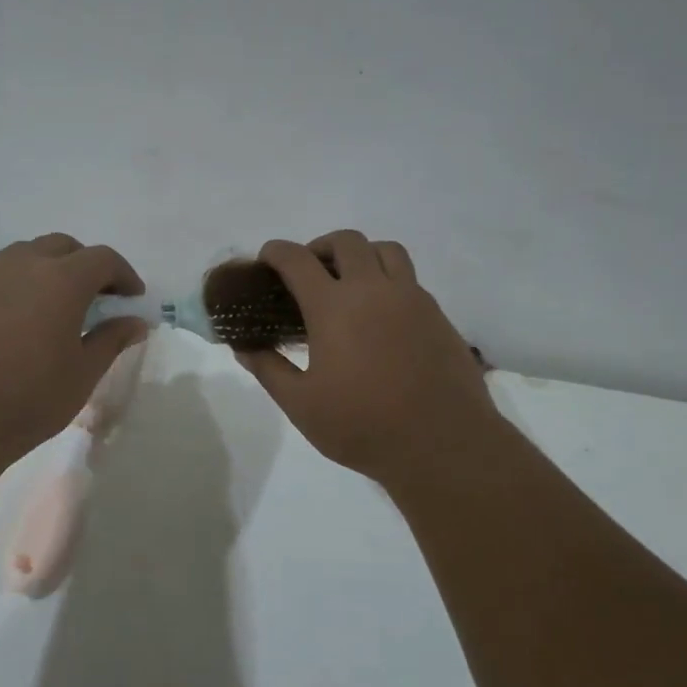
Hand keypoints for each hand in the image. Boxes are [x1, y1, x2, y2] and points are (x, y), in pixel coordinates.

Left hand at [0, 234, 148, 466]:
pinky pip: (0, 273)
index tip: (133, 298)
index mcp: (62, 280)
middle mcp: (24, 265)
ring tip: (60, 303)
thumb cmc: (27, 398)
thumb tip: (135, 322)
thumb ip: (110, 341)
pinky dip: (21, 282)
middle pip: (63, 246)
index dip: (124, 275)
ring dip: (51, 267)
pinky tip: (22, 316)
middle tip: (100, 297)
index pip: (103, 259)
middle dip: (87, 265)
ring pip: (28, 254)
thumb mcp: (81, 374)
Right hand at [235, 231, 504, 489]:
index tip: (266, 259)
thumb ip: (269, 370)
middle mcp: (374, 290)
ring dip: (360, 254)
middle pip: (346, 242)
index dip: (277, 252)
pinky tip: (380, 314)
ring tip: (349, 282)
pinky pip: (409, 278)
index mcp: (334, 307)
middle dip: (319, 247)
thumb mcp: (301, 405)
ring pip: (385, 250)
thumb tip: (244, 348)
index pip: (298, 260)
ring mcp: (411, 299)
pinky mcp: (437, 315)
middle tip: (308, 272)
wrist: (443, 444)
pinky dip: (388, 279)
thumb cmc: (362, 426)